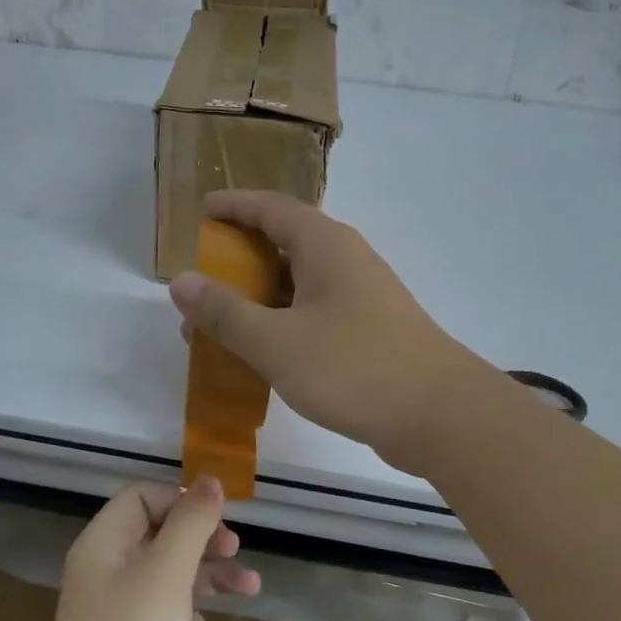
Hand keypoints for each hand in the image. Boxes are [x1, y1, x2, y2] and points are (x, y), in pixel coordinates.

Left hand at [31, 478, 258, 620]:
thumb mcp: (167, 570)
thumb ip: (191, 522)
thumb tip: (210, 480)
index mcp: (103, 544)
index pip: (142, 498)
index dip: (180, 500)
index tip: (218, 518)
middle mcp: (105, 572)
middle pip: (159, 535)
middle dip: (202, 539)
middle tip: (235, 550)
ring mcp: (116, 614)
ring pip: (168, 577)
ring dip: (207, 578)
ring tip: (250, 588)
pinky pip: (163, 616)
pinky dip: (187, 616)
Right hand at [169, 190, 486, 472]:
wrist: (441, 415)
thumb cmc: (355, 368)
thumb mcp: (277, 342)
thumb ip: (225, 312)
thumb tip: (180, 281)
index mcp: (324, 245)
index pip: (270, 207)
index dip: (234, 205)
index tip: (201, 211)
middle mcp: (345, 260)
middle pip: (284, 241)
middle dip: (239, 256)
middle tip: (201, 277)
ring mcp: (361, 295)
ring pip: (298, 282)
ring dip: (259, 295)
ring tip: (220, 322)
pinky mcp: (369, 329)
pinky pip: (314, 311)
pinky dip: (282, 321)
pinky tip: (263, 352)